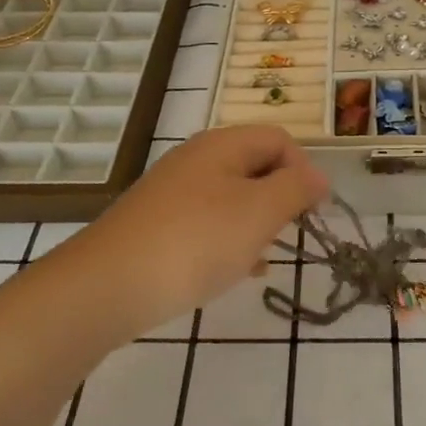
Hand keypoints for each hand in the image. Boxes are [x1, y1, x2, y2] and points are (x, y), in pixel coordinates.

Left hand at [59, 126, 328, 336]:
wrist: (107, 285)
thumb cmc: (195, 241)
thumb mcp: (259, 212)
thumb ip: (296, 189)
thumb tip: (318, 176)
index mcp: (223, 145)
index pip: (279, 140)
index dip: (304, 170)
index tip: (314, 212)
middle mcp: (196, 159)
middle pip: (254, 166)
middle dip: (280, 198)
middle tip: (290, 234)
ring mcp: (173, 192)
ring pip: (232, 197)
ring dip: (256, 222)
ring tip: (264, 257)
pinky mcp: (157, 224)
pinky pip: (206, 222)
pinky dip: (228, 240)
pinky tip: (234, 271)